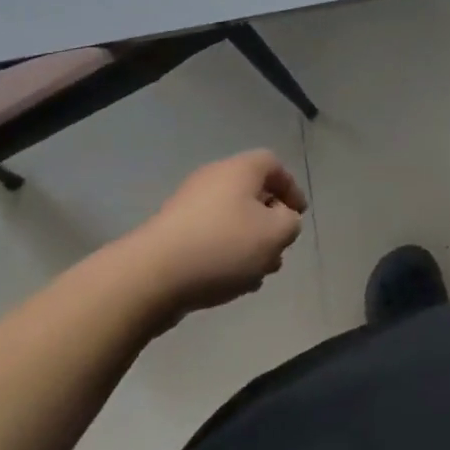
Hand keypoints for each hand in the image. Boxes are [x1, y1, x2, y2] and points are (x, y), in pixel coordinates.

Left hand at [115, 150, 307, 323]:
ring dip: (248, 243)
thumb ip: (289, 223)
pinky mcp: (171, 234)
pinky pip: (209, 237)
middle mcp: (214, 178)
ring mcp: (188, 206)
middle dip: (269, 223)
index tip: (298, 216)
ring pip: (231, 219)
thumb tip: (282, 219)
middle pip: (252, 194)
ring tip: (257, 275)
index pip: (274, 165)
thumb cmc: (222, 246)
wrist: (151, 277)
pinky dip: (224, 254)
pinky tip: (230, 283)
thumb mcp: (274, 234)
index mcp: (240, 169)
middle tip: (278, 250)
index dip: (291, 188)